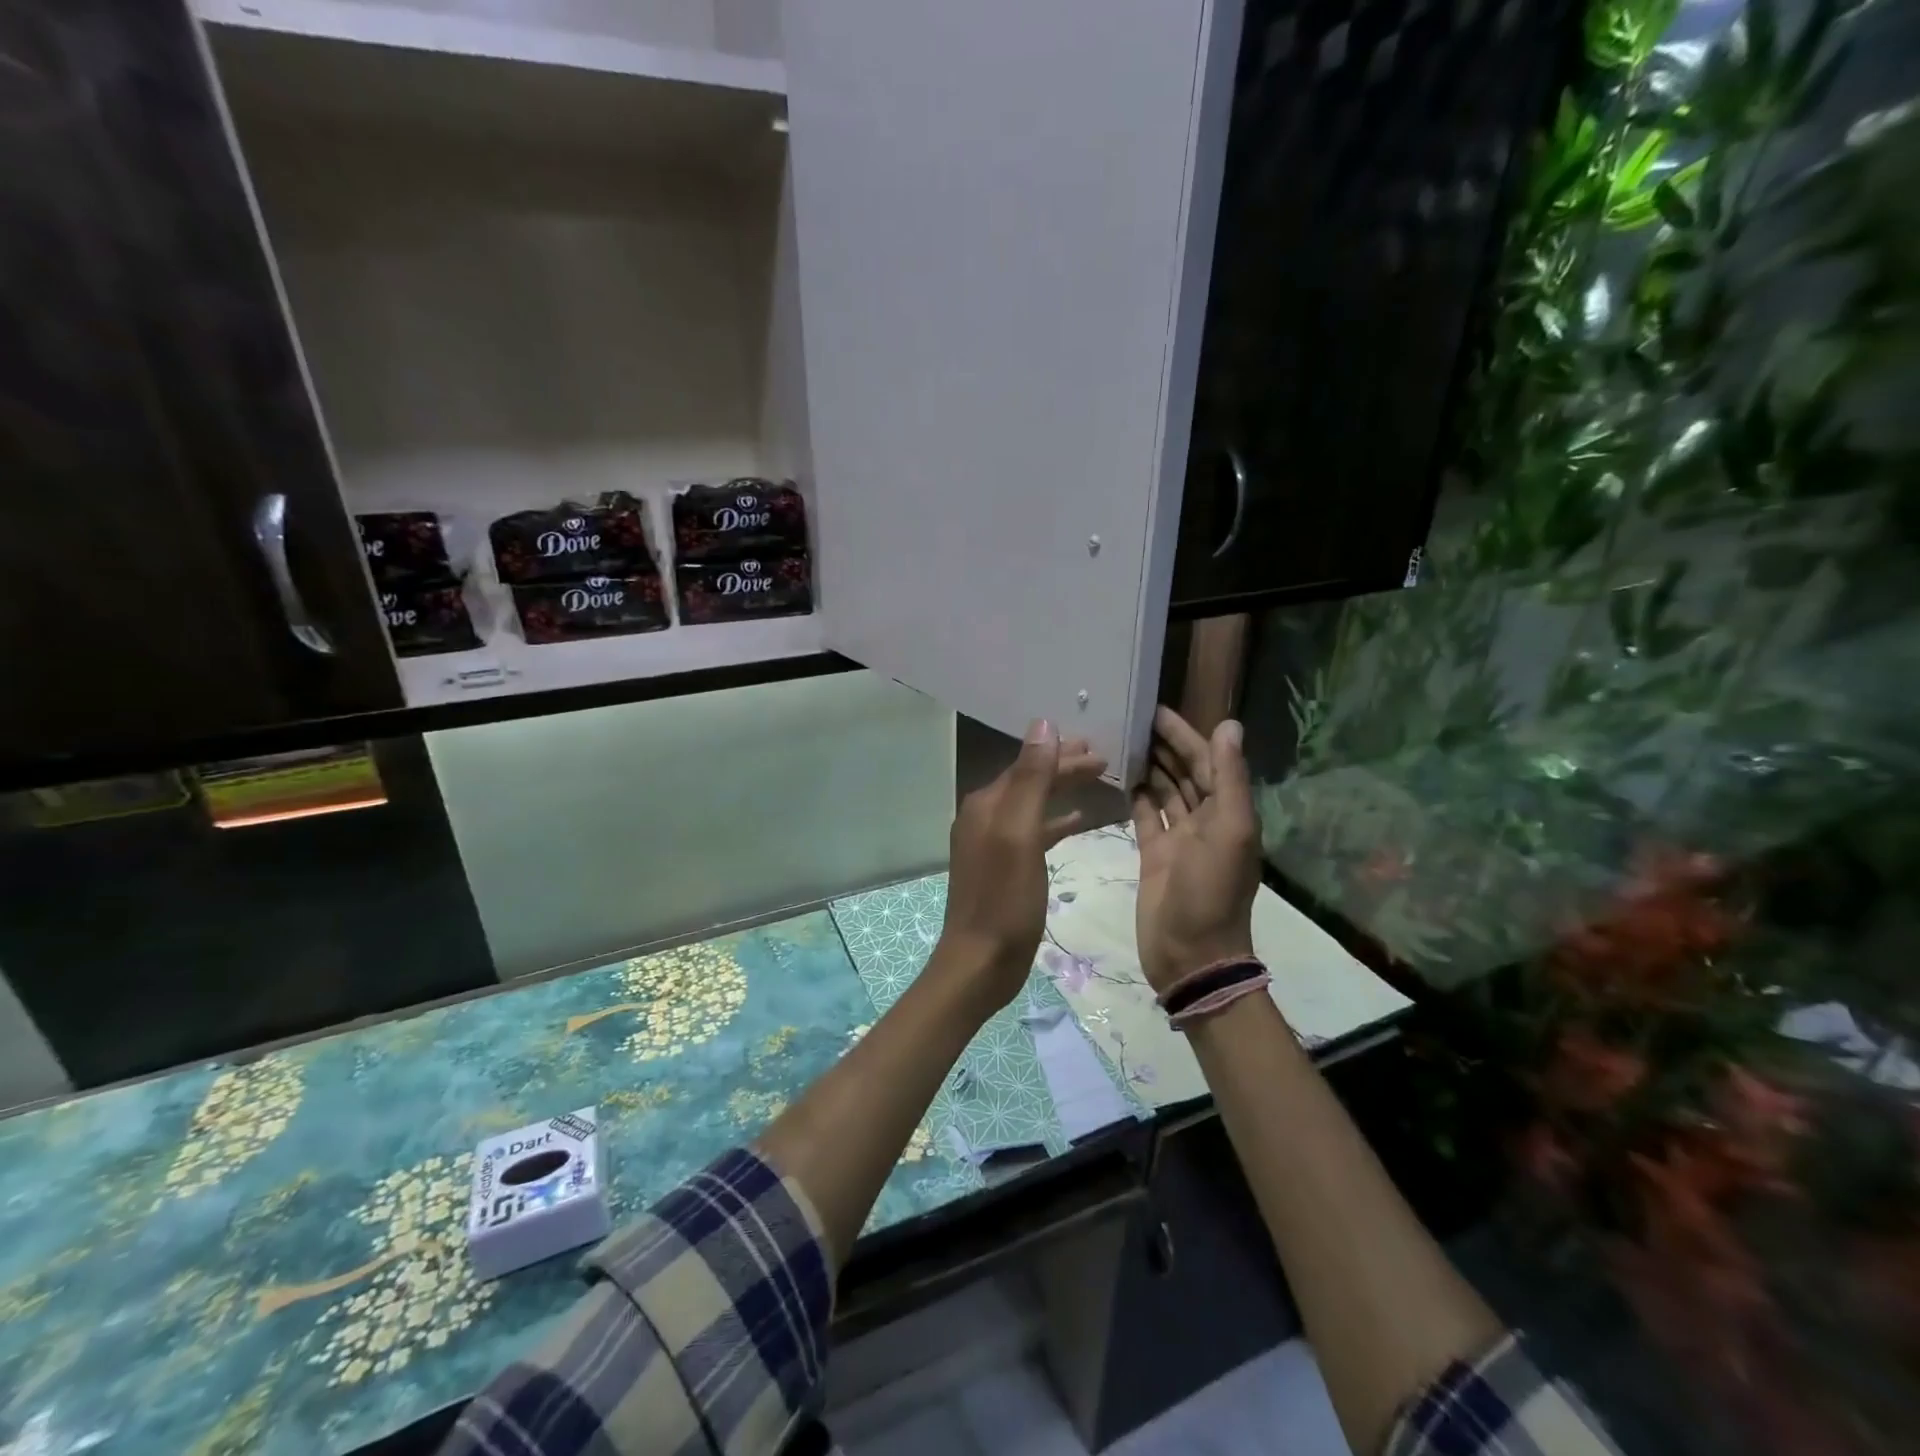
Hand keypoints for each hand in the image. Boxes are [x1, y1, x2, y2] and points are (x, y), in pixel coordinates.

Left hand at [939, 719, 1106, 1010]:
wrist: (980, 961)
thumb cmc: (1004, 899)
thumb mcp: (1020, 834)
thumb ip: (1031, 779)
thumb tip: (1043, 725)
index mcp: (987, 804)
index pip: (1028, 764)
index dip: (1062, 754)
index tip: (1099, 747)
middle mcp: (984, 817)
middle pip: (1030, 780)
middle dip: (1064, 767)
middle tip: (1103, 759)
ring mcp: (992, 843)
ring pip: (1033, 804)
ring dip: (1061, 790)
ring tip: (1096, 781)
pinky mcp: (1003, 867)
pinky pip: (1033, 832)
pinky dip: (1055, 822)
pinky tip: (1077, 822)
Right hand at [1132, 706, 1260, 994]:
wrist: (1189, 956)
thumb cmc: (1211, 893)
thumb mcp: (1230, 832)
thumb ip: (1229, 779)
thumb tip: (1229, 725)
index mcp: (1229, 812)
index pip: (1208, 761)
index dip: (1187, 734)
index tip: (1157, 709)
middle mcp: (1206, 820)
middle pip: (1186, 772)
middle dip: (1165, 745)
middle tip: (1131, 717)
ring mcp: (1178, 838)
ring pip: (1164, 791)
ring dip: (1150, 766)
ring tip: (1121, 739)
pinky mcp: (1153, 853)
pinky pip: (1144, 815)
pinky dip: (1135, 795)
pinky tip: (1118, 775)